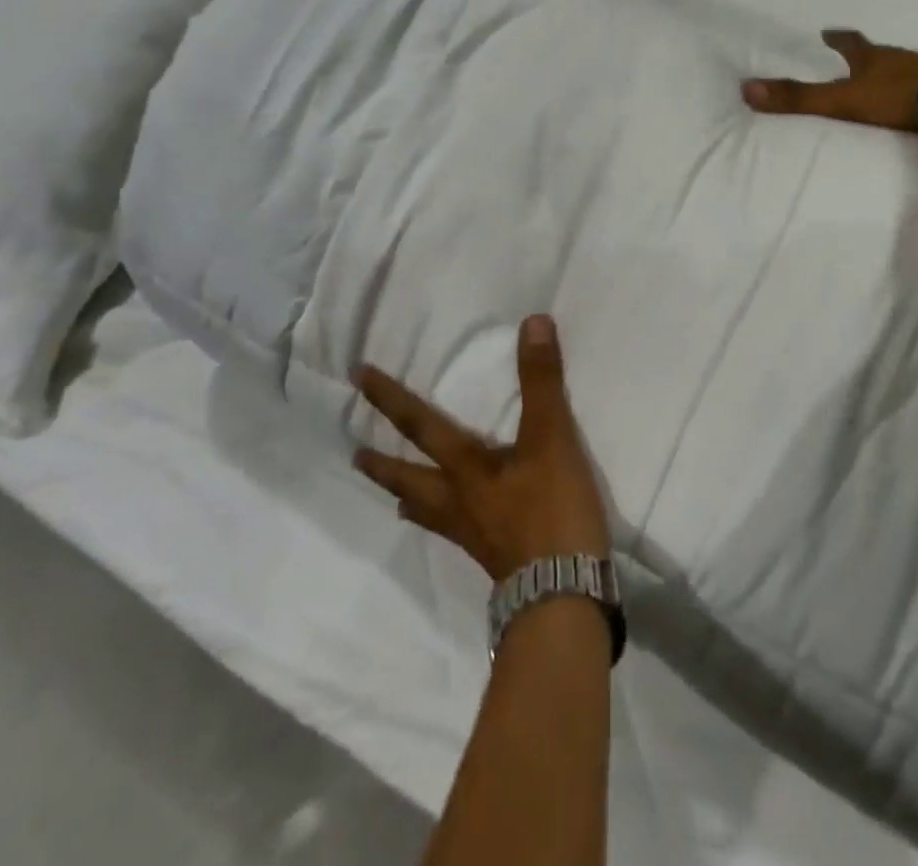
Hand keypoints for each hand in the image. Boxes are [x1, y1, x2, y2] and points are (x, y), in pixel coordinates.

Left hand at [354, 314, 610, 581]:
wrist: (562, 595)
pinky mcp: (492, 556)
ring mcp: (472, 534)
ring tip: (394, 497)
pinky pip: (454, 532)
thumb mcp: (551, 438)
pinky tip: (456, 527)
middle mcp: (458, 501)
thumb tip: (533, 323)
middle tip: (355, 456)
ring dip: (407, 497)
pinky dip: (442, 522)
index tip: (357, 378)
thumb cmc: (551, 511)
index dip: (389, 399)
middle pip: (409, 480)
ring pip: (429, 512)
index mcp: (464, 469)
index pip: (419, 425)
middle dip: (382, 465)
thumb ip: (541, 381)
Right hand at [742, 29, 917, 135]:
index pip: (850, 43)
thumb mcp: (842, 99)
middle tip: (860, 57)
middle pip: (881, 53)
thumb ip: (799, 99)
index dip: (837, 38)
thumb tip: (746, 89)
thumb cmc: (898, 96)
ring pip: (910, 68)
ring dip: (898, 73)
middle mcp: (902, 59)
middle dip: (869, 56)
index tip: (827, 32)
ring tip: (892, 82)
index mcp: (874, 59)